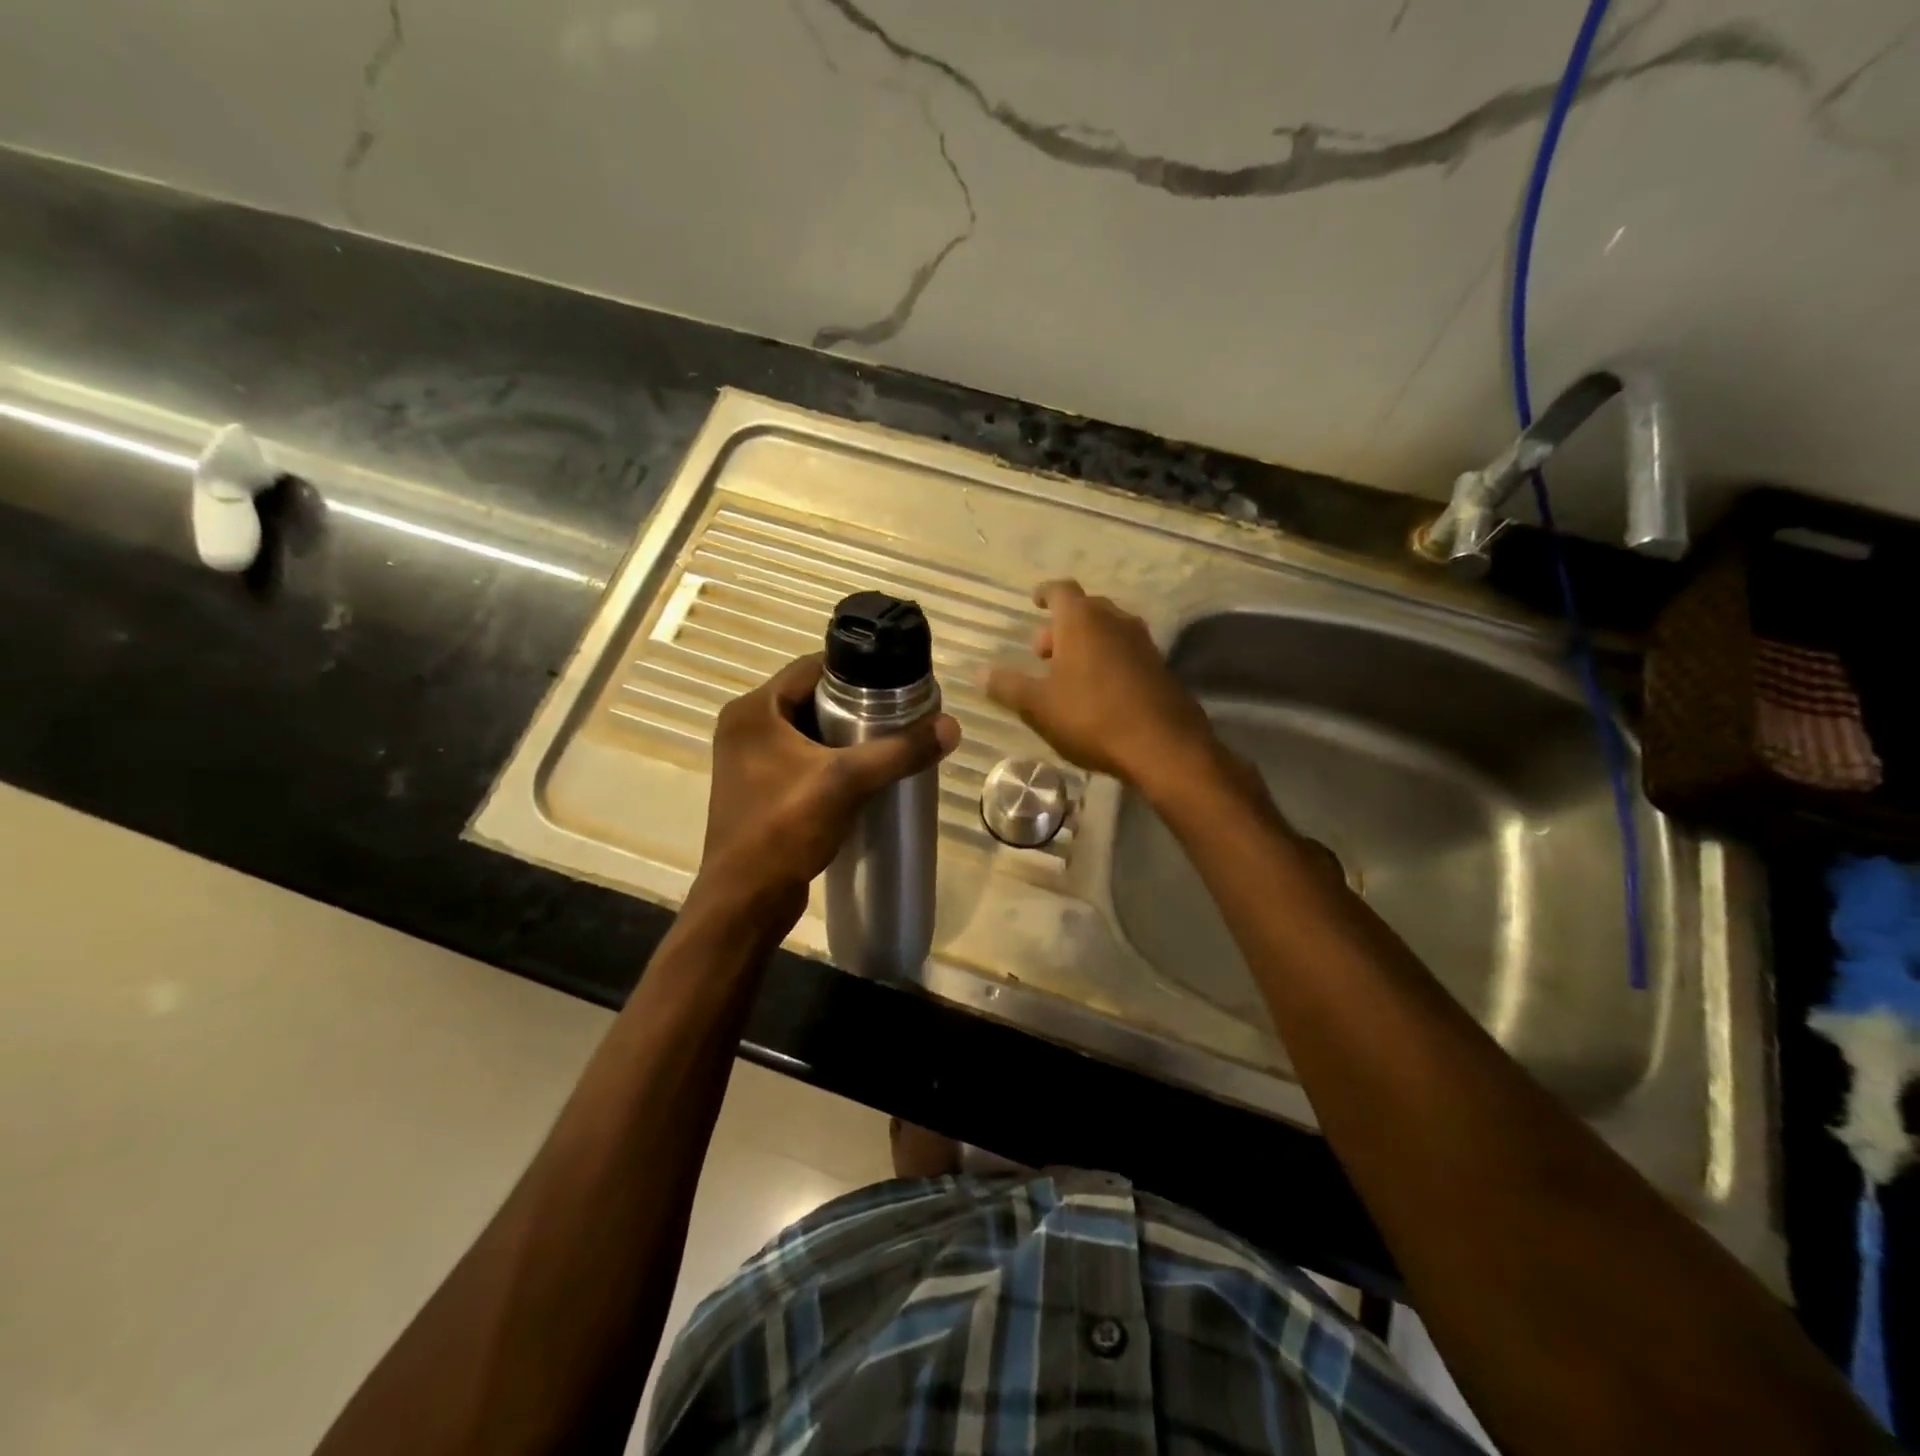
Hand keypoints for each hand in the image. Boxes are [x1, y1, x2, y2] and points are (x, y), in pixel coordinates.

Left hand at [696, 654, 959, 924]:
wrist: (745, 901)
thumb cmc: (784, 829)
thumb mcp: (846, 783)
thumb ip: (899, 751)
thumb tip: (951, 726)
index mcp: (752, 711)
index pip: (810, 667)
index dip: (854, 669)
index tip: (894, 681)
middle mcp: (745, 728)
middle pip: (809, 698)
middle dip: (853, 704)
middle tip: (897, 713)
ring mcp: (749, 760)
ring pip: (806, 730)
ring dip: (843, 734)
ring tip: (887, 740)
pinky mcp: (758, 788)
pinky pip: (800, 758)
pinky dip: (829, 760)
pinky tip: (862, 774)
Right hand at [984, 580, 1216, 791]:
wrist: (1163, 746)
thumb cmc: (1092, 717)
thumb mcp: (1038, 706)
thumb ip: (1007, 686)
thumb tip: (979, 672)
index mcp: (1082, 620)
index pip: (1060, 591)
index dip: (1044, 593)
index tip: (1034, 601)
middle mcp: (1115, 621)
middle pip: (1085, 610)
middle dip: (1061, 626)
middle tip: (1042, 653)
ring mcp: (1142, 643)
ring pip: (1107, 630)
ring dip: (1085, 643)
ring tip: (1067, 674)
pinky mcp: (1160, 667)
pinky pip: (1125, 651)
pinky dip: (1107, 659)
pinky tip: (1098, 691)